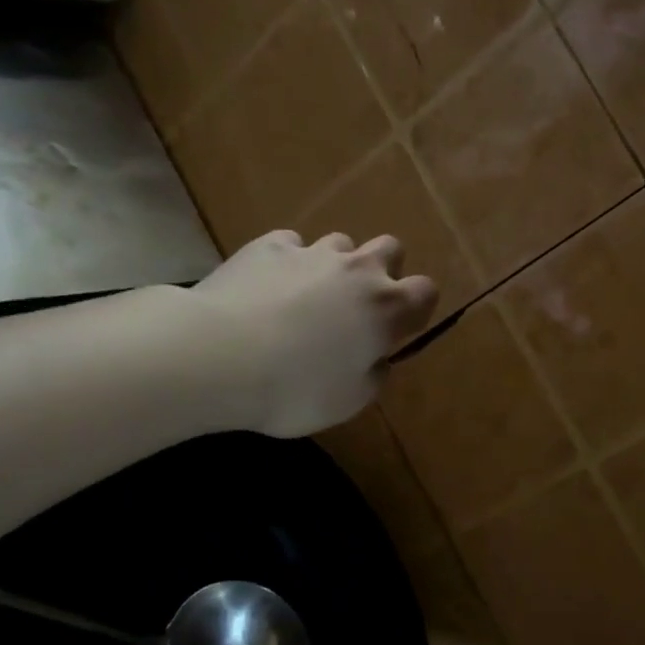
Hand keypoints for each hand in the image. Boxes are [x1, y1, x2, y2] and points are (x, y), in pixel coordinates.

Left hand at [194, 230, 438, 437]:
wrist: (219, 356)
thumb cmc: (294, 388)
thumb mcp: (348, 401)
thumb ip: (373, 375)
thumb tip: (376, 359)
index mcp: (385, 308)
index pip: (425, 291)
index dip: (416, 307)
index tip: (398, 328)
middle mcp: (356, 270)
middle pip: (390, 248)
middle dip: (383, 269)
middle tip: (358, 302)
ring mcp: (312, 253)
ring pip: (340, 242)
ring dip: (334, 265)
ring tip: (308, 294)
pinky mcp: (269, 246)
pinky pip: (290, 244)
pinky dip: (287, 262)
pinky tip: (268, 285)